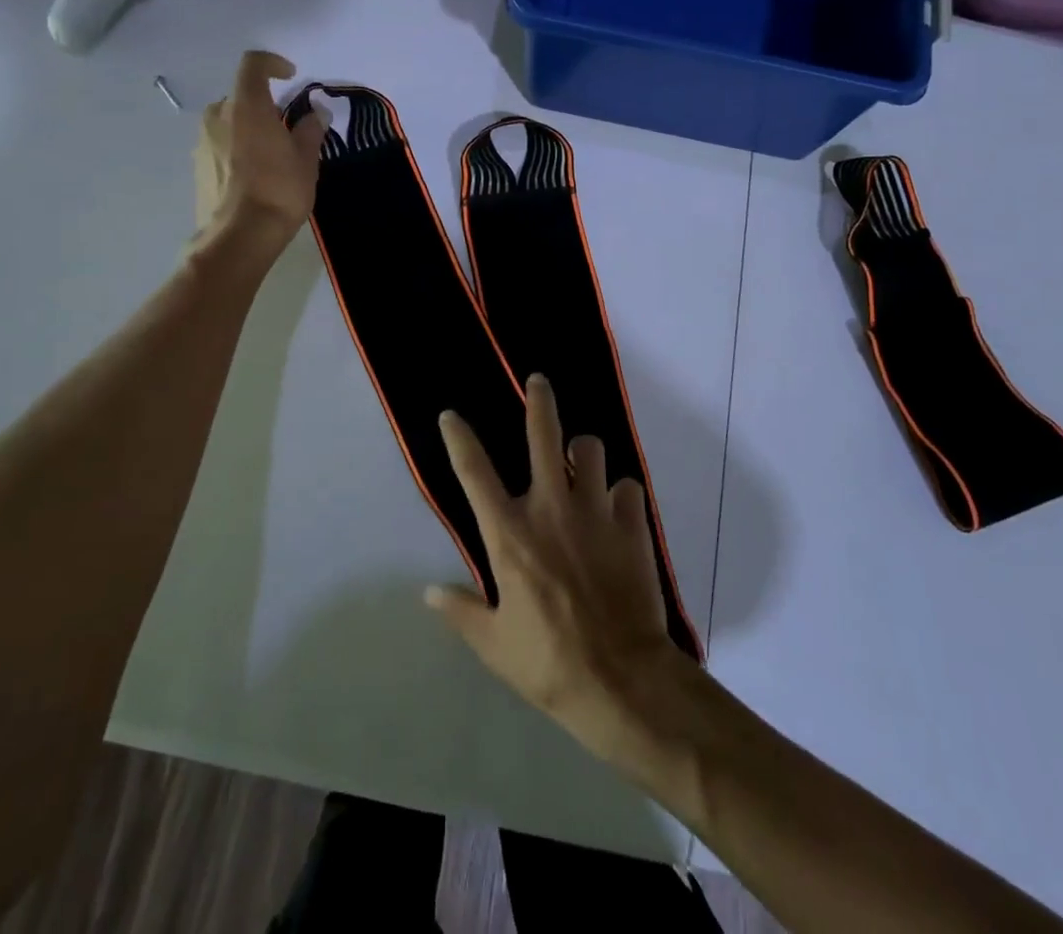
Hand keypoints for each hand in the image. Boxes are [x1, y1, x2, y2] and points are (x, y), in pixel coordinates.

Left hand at [195, 51, 325, 249]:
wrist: (239, 237)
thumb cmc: (279, 190)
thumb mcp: (306, 159)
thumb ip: (310, 130)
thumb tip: (315, 113)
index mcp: (246, 106)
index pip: (253, 65)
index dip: (272, 63)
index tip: (290, 76)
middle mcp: (218, 116)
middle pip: (240, 96)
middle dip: (263, 105)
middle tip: (286, 128)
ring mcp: (202, 142)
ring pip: (228, 122)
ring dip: (248, 128)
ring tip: (271, 155)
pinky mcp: (197, 167)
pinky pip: (219, 145)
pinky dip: (236, 149)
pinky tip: (254, 176)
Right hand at [427, 375, 683, 759]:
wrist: (623, 680)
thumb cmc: (548, 663)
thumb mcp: (493, 644)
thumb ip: (461, 611)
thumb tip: (430, 592)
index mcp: (509, 534)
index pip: (474, 473)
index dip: (459, 438)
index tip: (451, 415)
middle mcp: (550, 508)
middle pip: (543, 435)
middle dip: (539, 401)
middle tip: (538, 382)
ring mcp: (595, 511)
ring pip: (592, 450)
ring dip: (584, 454)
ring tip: (582, 465)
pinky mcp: (632, 523)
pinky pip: (628, 486)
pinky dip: (620, 493)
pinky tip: (618, 510)